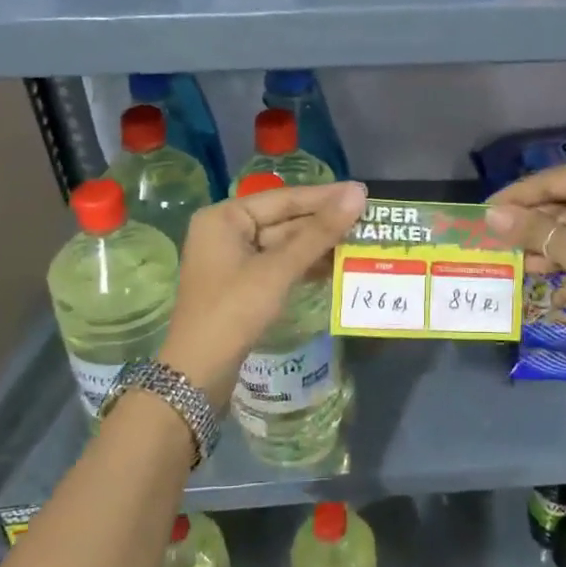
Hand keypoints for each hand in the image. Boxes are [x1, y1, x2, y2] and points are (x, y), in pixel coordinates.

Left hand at [159, 181, 366, 409]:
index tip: (363, 192)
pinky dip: (305, 264)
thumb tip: (358, 194)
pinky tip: (336, 265)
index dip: (325, 197)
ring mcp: (233, 259)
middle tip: (368, 219)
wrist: (198, 373)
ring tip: (360, 241)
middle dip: (324, 223)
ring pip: (284, 244)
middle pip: (284, 220)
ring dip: (319, 245)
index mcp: (225, 217)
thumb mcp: (279, 269)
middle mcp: (226, 230)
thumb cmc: (234, 311)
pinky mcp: (242, 283)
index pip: (284, 199)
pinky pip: (279, 264)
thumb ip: (319, 232)